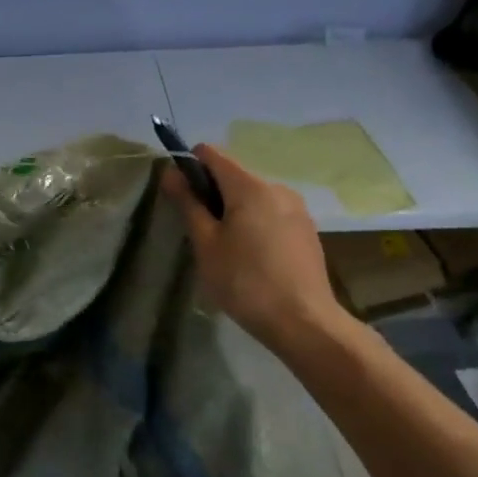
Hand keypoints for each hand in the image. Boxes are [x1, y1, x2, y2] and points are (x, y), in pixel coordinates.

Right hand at [161, 145, 352, 351]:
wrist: (304, 323)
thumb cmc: (245, 282)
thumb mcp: (206, 244)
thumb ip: (188, 203)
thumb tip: (171, 172)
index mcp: (250, 186)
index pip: (211, 154)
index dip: (189, 167)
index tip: (181, 197)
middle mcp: (276, 187)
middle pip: (233, 175)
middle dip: (211, 194)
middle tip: (201, 233)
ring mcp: (296, 208)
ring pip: (252, 196)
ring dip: (233, 211)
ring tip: (226, 250)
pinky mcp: (306, 229)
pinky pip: (270, 213)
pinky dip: (254, 223)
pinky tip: (252, 258)